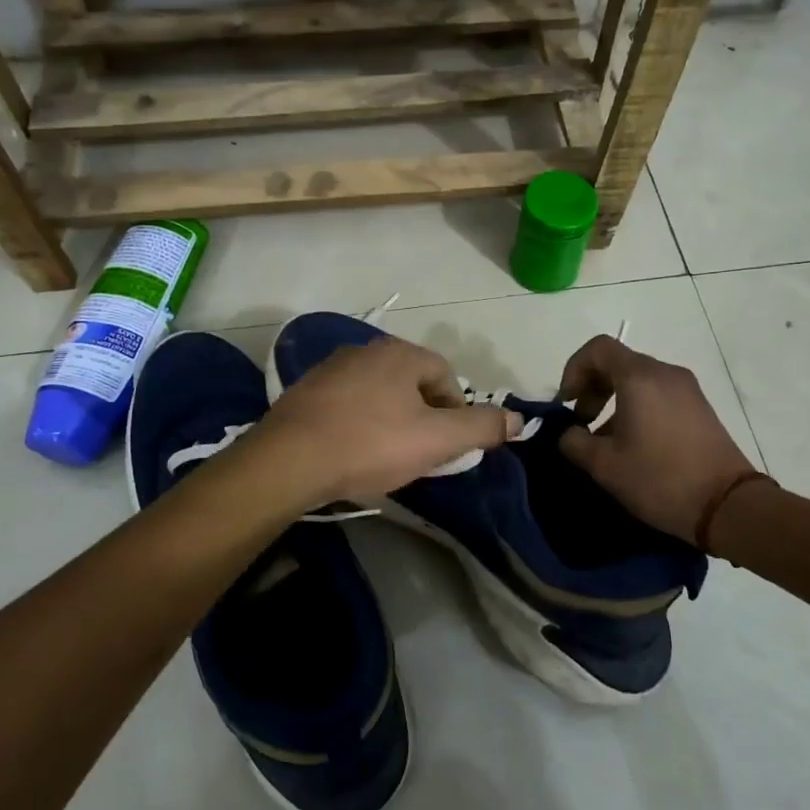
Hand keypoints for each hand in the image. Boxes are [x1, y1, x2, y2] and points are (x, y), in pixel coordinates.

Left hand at [257, 336, 521, 503]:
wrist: (289, 459)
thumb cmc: (371, 444)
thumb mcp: (437, 440)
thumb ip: (481, 427)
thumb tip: (519, 419)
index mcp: (401, 353)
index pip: (445, 375)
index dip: (456, 410)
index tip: (449, 445)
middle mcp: (366, 349)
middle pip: (411, 382)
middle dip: (423, 415)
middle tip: (421, 452)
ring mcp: (331, 367)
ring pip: (378, 392)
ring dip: (390, 418)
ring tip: (386, 454)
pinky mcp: (305, 390)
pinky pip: (347, 402)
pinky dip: (358, 421)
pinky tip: (352, 449)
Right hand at [558, 335, 762, 544]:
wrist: (728, 506)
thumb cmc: (660, 479)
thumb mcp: (604, 465)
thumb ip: (574, 442)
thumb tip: (569, 433)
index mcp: (640, 378)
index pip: (598, 349)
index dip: (574, 369)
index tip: (567, 402)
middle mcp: (665, 373)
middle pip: (618, 362)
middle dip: (592, 386)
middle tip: (581, 421)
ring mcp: (687, 389)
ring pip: (638, 379)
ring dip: (613, 399)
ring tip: (604, 438)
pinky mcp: (700, 408)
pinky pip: (658, 394)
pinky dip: (637, 406)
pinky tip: (633, 443)